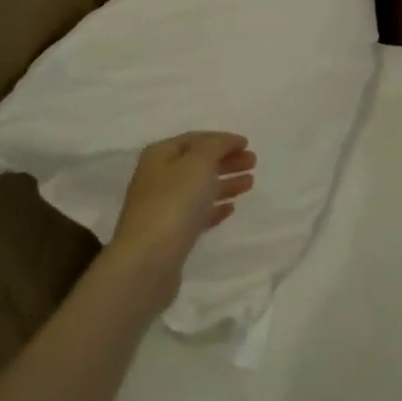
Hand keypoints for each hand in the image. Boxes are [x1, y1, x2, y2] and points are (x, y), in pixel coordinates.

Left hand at [111, 132, 255, 301]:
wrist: (148, 260)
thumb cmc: (174, 203)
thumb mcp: (197, 163)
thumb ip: (215, 146)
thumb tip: (226, 141)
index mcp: (160, 155)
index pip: (195, 139)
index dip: (222, 139)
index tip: (247, 144)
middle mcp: (158, 178)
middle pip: (197, 163)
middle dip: (226, 160)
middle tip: (253, 163)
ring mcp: (163, 207)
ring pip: (199, 189)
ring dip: (225, 183)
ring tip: (249, 183)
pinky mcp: (170, 234)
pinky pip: (196, 214)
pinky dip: (214, 208)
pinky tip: (230, 209)